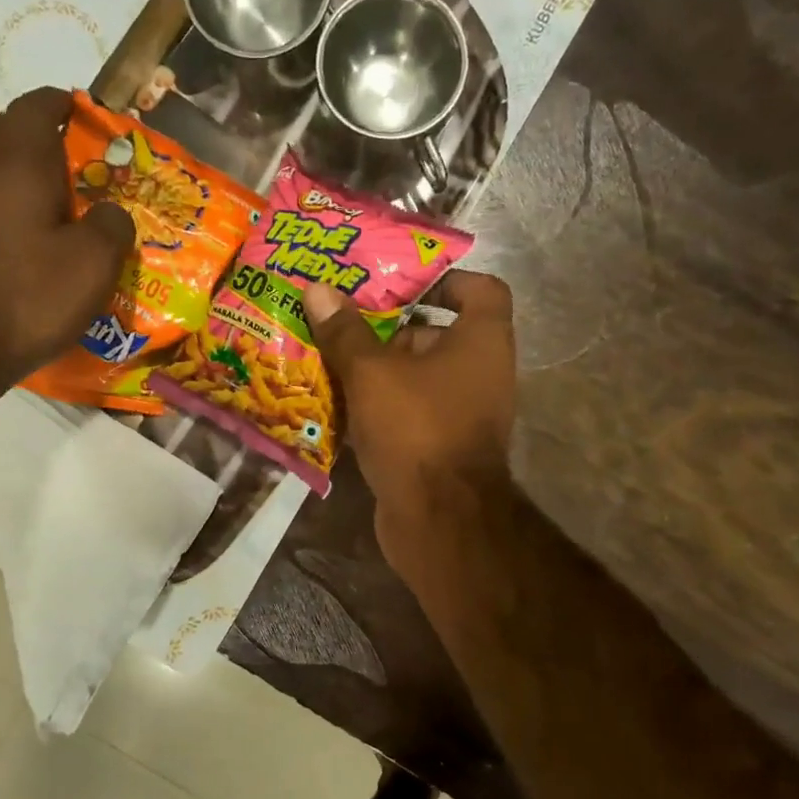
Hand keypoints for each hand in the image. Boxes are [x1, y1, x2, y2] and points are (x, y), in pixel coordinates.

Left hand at [0, 86, 132, 390]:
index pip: (37, 106)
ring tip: (53, 209)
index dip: (63, 104)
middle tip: (66, 163)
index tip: (85, 114)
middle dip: (30, 131)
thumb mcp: (94, 263)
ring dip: (14, 173)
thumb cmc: (30, 295)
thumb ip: (112, 226)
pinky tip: (29, 246)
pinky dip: (3, 210)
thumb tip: (112, 214)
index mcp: (20, 162)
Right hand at [303, 271, 516, 566]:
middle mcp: (480, 373)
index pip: (480, 289)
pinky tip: (332, 405)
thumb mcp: (372, 373)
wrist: (438, 519)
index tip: (398, 283)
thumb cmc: (416, 429)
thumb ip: (345, 332)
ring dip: (374, 370)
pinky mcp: (438, 447)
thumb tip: (316, 289)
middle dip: (387, 328)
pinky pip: (406, 414)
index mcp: (481, 342)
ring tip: (325, 357)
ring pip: (414, 378)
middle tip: (340, 319)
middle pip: (436, 334)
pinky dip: (376, 408)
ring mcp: (460, 414)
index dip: (443, 279)